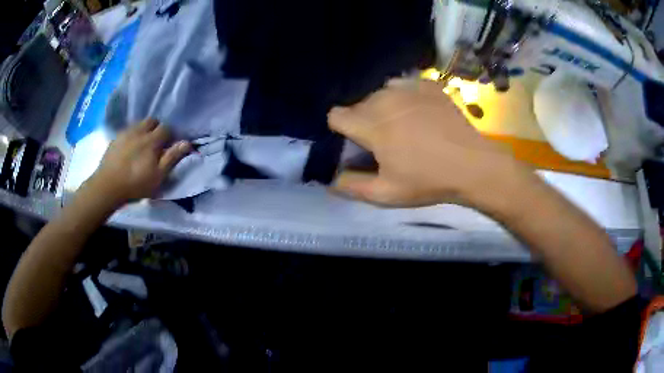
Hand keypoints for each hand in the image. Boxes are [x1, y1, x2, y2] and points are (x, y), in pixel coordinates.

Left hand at [86, 119, 191, 205]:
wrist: (107, 187)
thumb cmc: (135, 184)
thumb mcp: (158, 175)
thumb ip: (172, 157)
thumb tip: (187, 142)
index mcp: (151, 140)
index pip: (166, 128)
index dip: (170, 136)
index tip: (169, 146)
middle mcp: (139, 131)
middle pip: (152, 121)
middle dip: (157, 129)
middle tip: (156, 144)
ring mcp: (125, 133)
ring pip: (139, 124)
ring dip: (144, 131)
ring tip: (142, 146)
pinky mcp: (115, 139)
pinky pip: (127, 131)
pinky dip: (132, 136)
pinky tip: (129, 149)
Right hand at [328, 79, 525, 207]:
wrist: (472, 165)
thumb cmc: (428, 181)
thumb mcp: (386, 194)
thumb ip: (352, 187)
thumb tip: (331, 181)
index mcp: (371, 125)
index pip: (336, 115)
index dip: (342, 130)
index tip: (358, 143)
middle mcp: (384, 99)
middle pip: (359, 105)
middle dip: (364, 121)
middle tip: (386, 141)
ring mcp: (409, 88)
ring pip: (381, 93)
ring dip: (384, 108)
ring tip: (404, 126)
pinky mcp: (428, 85)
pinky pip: (405, 86)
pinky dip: (406, 97)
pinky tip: (420, 113)